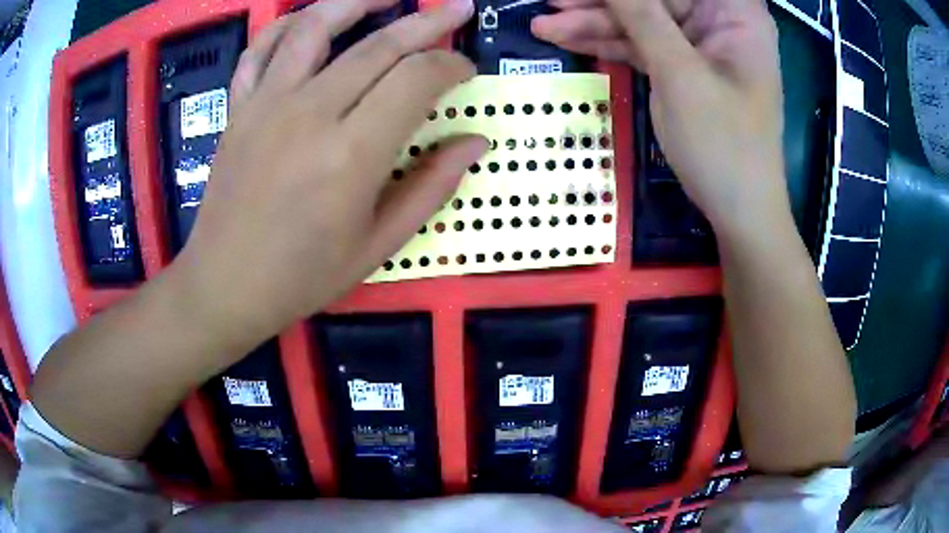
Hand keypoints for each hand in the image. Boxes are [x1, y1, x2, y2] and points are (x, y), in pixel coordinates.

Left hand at [170, 0, 486, 346]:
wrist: (225, 284)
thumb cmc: (302, 276)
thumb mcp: (378, 245)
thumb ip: (431, 187)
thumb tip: (475, 142)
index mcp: (352, 156)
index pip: (417, 80)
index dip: (451, 66)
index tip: (465, 71)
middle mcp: (310, 114)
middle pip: (378, 45)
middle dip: (427, 21)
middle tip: (455, 9)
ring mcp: (267, 104)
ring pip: (316, 26)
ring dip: (356, 0)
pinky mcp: (239, 107)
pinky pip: (262, 48)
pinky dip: (289, 24)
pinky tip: (312, 19)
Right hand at [533, 0, 786, 234]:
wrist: (739, 213)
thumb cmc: (724, 145)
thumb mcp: (679, 73)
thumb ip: (640, 15)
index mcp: (736, 13)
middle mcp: (720, 20)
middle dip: (602, 2)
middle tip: (551, 2)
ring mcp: (700, 44)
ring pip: (641, 19)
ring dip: (594, 23)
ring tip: (544, 25)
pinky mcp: (683, 67)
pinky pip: (641, 45)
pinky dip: (608, 44)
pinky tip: (568, 39)